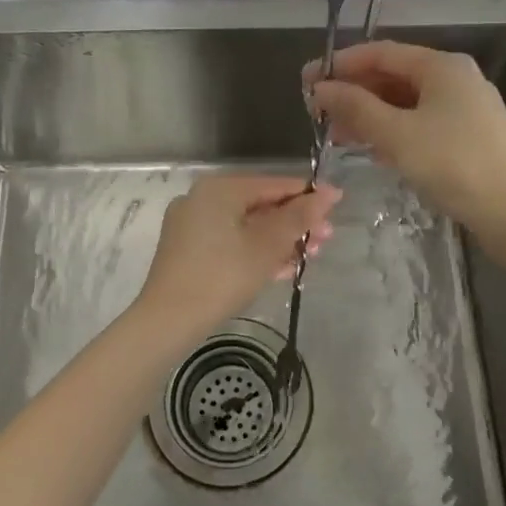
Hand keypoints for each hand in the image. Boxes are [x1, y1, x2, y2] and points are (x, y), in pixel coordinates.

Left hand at [135, 175, 339, 339]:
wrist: (168, 320)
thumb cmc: (222, 276)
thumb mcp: (267, 245)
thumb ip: (299, 217)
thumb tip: (329, 194)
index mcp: (220, 189)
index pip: (273, 184)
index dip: (308, 196)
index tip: (337, 207)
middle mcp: (202, 199)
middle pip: (260, 205)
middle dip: (295, 223)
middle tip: (325, 240)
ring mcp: (191, 225)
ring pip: (246, 226)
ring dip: (279, 240)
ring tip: (309, 257)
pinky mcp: (188, 251)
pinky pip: (230, 242)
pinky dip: (255, 251)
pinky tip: (281, 269)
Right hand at [306, 41, 505, 228]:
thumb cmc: (452, 164)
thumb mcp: (396, 134)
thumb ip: (355, 107)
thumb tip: (320, 87)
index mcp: (442, 66)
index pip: (381, 53)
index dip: (341, 64)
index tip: (307, 80)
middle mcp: (456, 78)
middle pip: (394, 76)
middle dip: (354, 92)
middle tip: (318, 111)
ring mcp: (465, 107)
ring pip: (406, 102)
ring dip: (370, 114)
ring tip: (336, 134)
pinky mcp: (469, 135)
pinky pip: (421, 122)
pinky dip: (393, 130)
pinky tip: (372, 148)